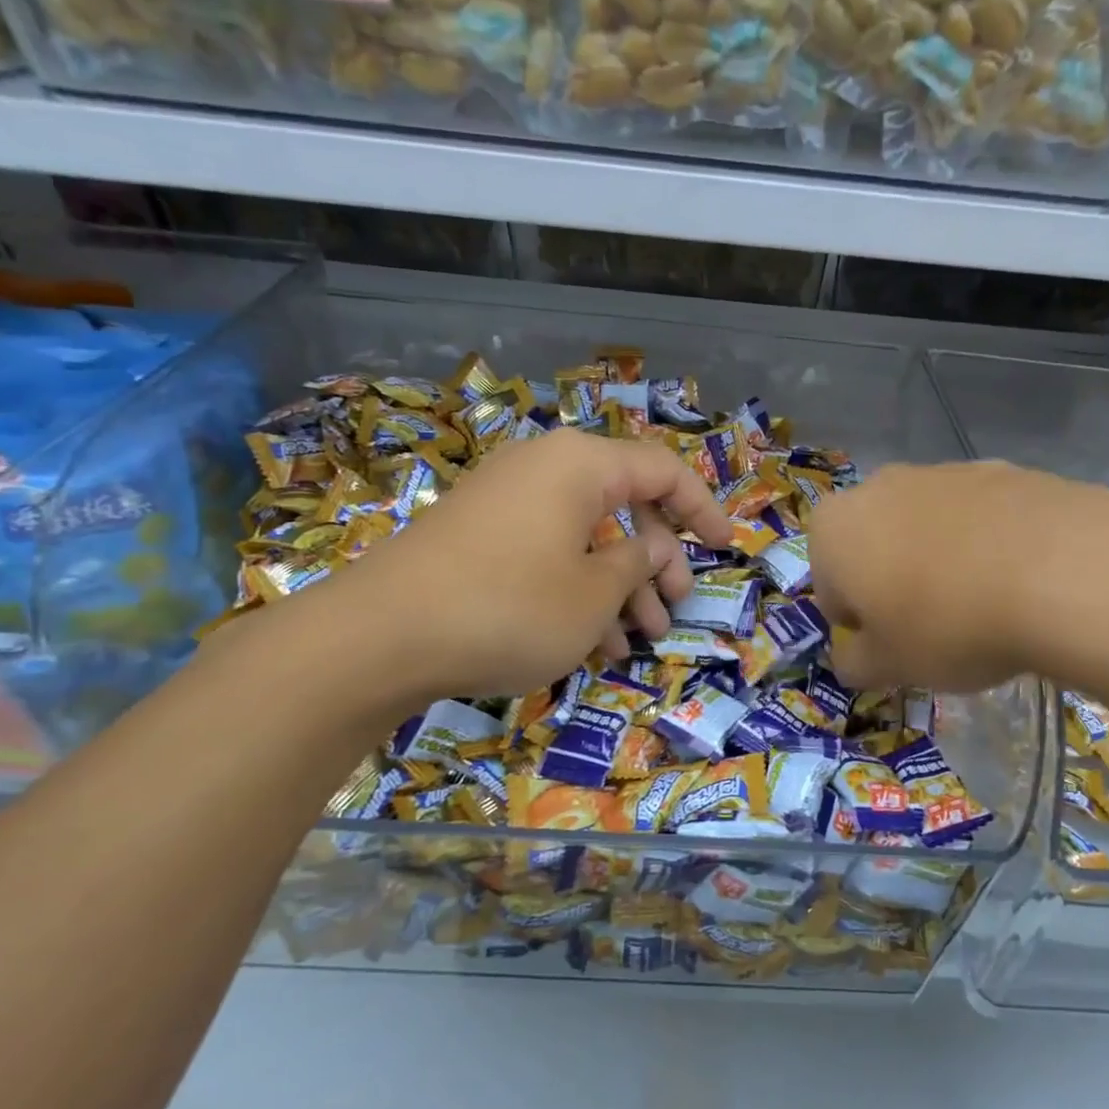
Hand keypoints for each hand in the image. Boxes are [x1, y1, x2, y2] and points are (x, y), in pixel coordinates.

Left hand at [287, 428, 731, 706]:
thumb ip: (636, 564)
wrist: (381, 635)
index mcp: (581, 465)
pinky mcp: (479, 539)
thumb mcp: (595, 593)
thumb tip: (644, 552)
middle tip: (673, 610)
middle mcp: (544, 471)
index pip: (663, 470)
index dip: (703, 508)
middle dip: (657, 563)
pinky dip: (576, 592)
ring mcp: (506, 504)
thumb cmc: (511, 606)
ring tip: (637, 641)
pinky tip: (590, 644)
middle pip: (624, 507)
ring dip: (619, 588)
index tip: (727, 546)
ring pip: (585, 538)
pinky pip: (547, 555)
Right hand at [808, 461, 1108, 700]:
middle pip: (875, 548)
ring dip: (939, 562)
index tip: (894, 647)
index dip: (860, 625)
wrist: (1059, 571)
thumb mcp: (889, 666)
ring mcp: (943, 471)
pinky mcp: (1002, 469)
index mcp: (834, 529)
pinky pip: (978, 517)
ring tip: (983, 605)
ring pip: (926, 529)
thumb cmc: (947, 624)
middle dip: (893, 584)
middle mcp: (879, 487)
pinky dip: (986, 544)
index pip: (829, 588)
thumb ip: (855, 663)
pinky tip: (1018, 579)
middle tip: (933, 626)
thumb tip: (851, 658)